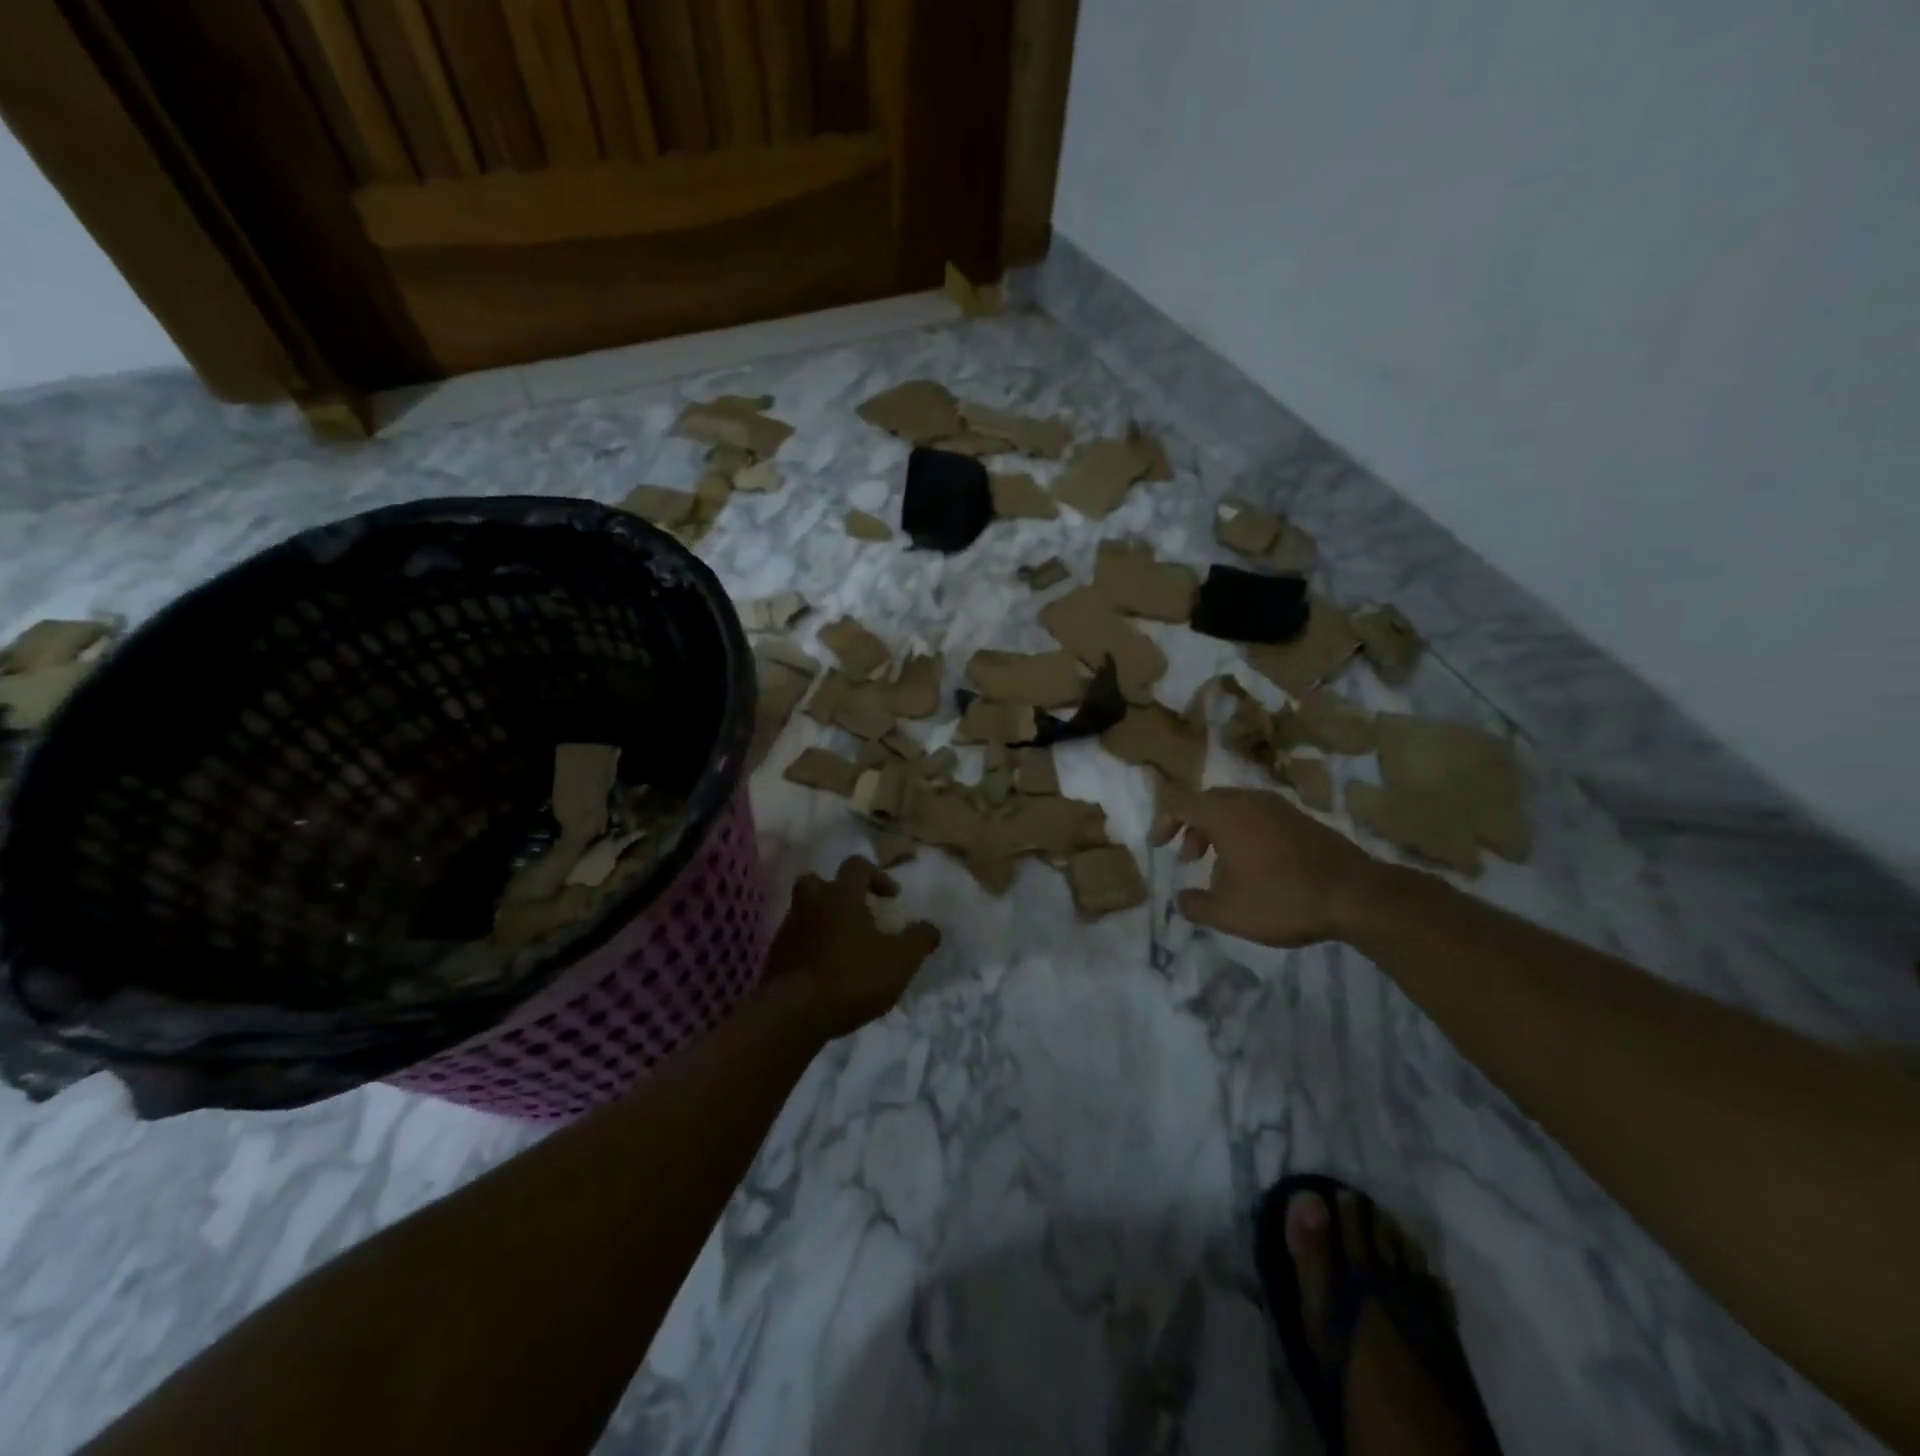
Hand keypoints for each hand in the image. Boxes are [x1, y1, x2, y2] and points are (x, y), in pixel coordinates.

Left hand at [760, 856, 941, 1038]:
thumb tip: (932, 927)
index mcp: (840, 896)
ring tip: (843, 949)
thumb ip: (919, 939)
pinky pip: (794, 944)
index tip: (892, 897)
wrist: (795, 1014)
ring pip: (804, 914)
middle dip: (835, 892)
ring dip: (822, 924)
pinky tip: (825, 973)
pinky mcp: (774, 960)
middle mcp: (809, 904)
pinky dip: (809, 951)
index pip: (856, 866)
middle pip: (816, 882)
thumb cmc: (852, 976)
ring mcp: (787, 932)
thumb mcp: (900, 960)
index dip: (877, 875)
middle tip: (854, 913)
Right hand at [1150, 786, 1387, 946]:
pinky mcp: (1301, 818)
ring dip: (1218, 831)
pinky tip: (1255, 867)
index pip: (1180, 803)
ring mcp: (1279, 806)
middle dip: (1192, 828)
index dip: (1163, 822)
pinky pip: (1259, 816)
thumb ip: (1195, 905)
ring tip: (1221, 867)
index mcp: (1225, 814)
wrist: (1357, 895)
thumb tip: (1181, 899)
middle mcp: (1249, 800)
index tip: (1159, 847)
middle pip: (1208, 802)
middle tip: (1190, 859)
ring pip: (1235, 808)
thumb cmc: (1284, 899)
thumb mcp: (1229, 913)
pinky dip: (1244, 833)